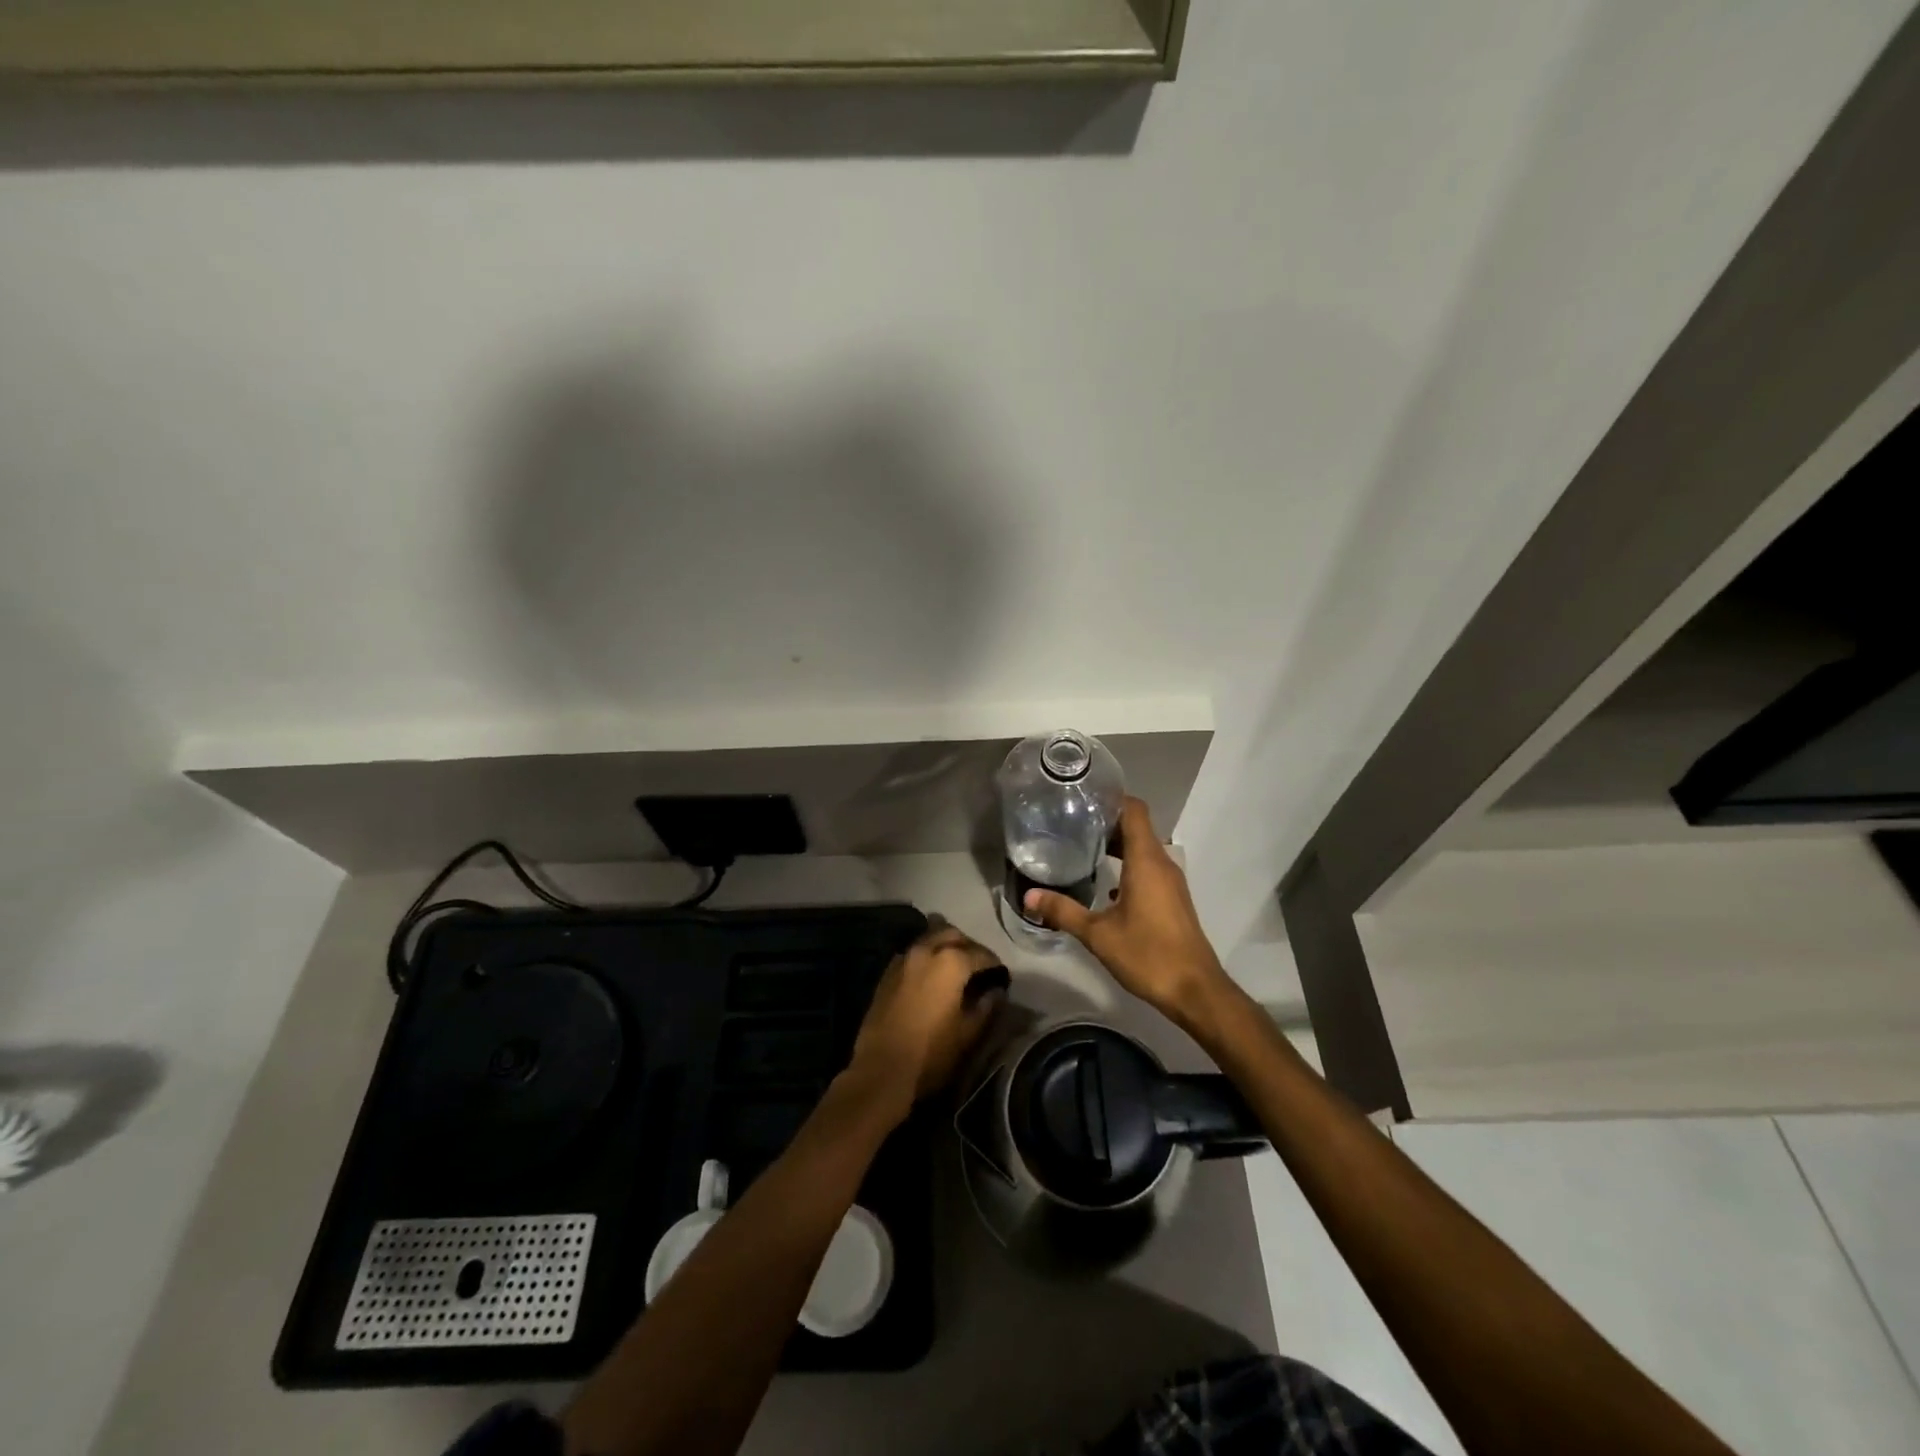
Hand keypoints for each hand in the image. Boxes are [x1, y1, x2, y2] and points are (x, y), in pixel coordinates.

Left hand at [849, 922, 1003, 1118]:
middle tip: (978, 967)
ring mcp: (903, 959)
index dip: (994, 965)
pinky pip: (912, 954)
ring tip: (955, 969)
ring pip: (930, 939)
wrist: (881, 1070)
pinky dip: (926, 957)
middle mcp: (926, 950)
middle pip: (953, 935)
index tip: (1001, 977)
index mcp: (951, 962)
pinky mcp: (887, 972)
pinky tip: (930, 977)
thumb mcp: (968, 1034)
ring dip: (945, 947)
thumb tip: (996, 992)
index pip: (981, 954)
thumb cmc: (931, 1053)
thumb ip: (986, 1007)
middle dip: (969, 947)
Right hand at [1022, 797, 1229, 1022]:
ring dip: (1116, 845)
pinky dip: (1127, 866)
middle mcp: (1162, 864)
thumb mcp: (1098, 935)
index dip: (1111, 798)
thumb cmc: (1148, 955)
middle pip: (1136, 827)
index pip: (1134, 810)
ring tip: (1081, 848)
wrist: (1195, 991)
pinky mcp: (1172, 899)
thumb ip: (1063, 911)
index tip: (1082, 797)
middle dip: (1106, 821)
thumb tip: (1029, 896)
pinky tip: (1104, 883)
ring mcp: (1170, 882)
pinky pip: (1148, 868)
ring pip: (1142, 849)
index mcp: (1146, 861)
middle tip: (1070, 823)